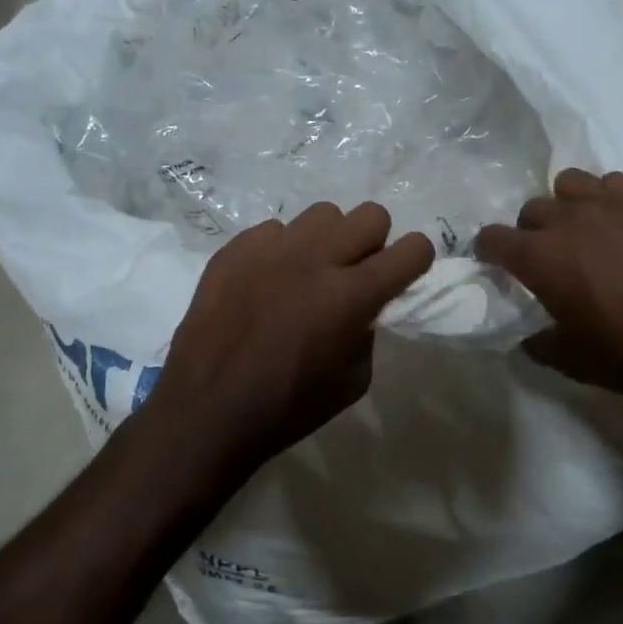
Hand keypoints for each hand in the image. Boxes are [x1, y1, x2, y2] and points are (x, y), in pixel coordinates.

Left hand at [147, 202, 434, 479]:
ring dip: (329, 240)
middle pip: (370, 215)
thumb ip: (368, 330)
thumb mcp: (354, 381)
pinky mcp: (235, 248)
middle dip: (374, 242)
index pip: (412, 249)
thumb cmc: (288, 407)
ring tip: (310, 272)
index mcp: (352, 295)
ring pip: (323, 214)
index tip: (404, 275)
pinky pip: (275, 230)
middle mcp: (316, 259)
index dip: (416, 260)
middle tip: (356, 274)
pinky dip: (282, 250)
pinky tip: (268, 281)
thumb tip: (364, 306)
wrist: (207, 409)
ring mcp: (272, 248)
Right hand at [476, 168, 622, 423]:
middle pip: (532, 209)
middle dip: (531, 231)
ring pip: (571, 184)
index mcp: (542, 258)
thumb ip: (539, 342)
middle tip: (549, 256)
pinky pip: (615, 182)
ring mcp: (615, 203)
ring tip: (586, 231)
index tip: (497, 263)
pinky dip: (609, 199)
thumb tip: (529, 335)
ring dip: (568, 206)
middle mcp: (571, 219)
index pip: (493, 238)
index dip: (490, 251)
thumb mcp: (573, 361)